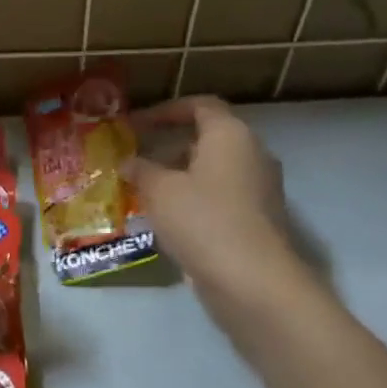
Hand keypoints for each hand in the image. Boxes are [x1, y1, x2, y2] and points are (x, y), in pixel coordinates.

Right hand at [122, 97, 310, 312]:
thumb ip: (141, 170)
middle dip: (167, 148)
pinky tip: (164, 221)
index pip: (200, 106)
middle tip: (134, 161)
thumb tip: (128, 162)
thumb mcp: (159, 190)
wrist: (253, 282)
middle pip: (206, 140)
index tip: (135, 124)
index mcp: (231, 135)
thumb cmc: (203, 220)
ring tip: (142, 193)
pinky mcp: (256, 221)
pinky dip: (192, 202)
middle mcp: (251, 155)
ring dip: (177, 178)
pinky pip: (218, 199)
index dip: (166, 111)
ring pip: (211, 172)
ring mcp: (258, 190)